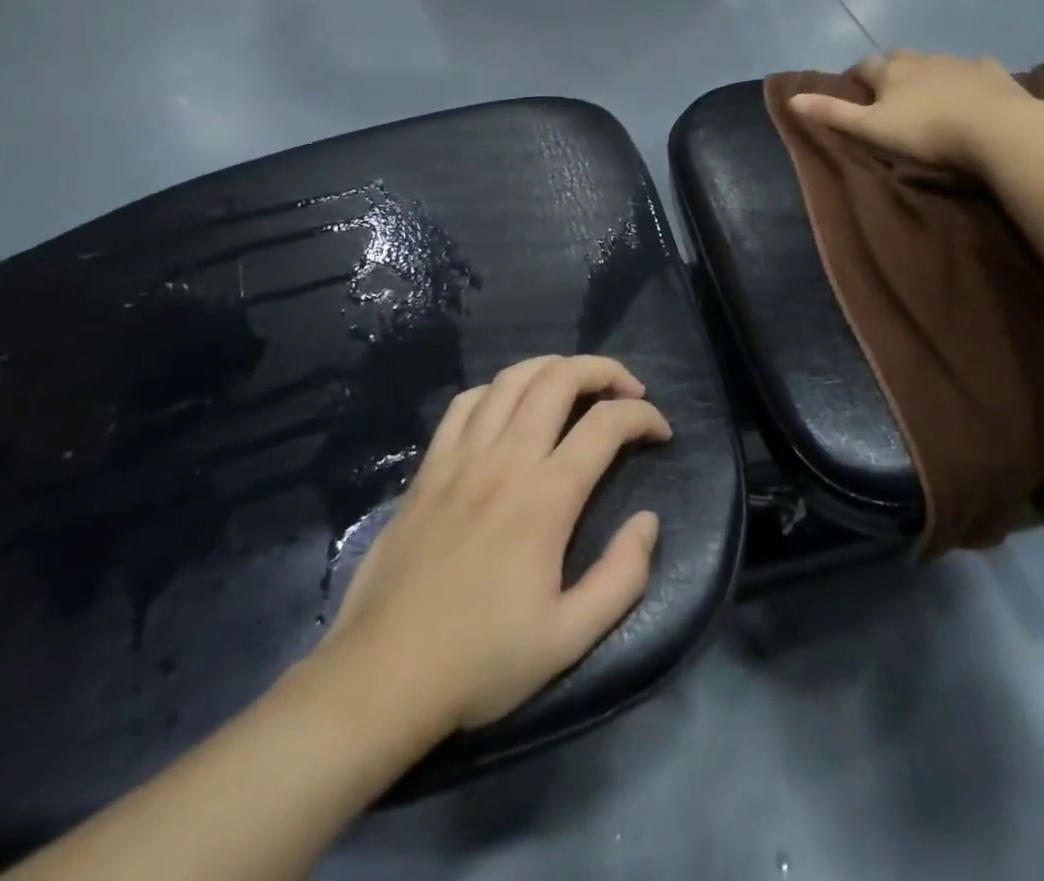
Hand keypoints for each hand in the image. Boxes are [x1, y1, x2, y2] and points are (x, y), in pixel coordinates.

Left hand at [325, 355, 670, 733]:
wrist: (383, 675)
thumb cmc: (481, 661)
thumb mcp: (569, 638)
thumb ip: (622, 576)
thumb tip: (648, 521)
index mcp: (545, 497)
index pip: (607, 424)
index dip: (643, 415)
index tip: (661, 432)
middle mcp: (505, 459)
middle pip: (559, 378)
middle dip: (603, 370)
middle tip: (627, 389)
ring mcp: (461, 457)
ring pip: (511, 379)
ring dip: (553, 367)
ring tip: (576, 384)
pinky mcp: (428, 466)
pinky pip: (465, 403)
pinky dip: (498, 389)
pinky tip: (509, 406)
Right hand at [788, 50, 1041, 169]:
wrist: (998, 130)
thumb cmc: (927, 132)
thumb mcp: (872, 129)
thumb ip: (834, 113)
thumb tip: (792, 98)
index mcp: (890, 71)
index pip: (863, 66)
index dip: (855, 78)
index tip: (854, 94)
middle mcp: (922, 58)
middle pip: (898, 58)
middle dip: (889, 71)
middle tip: (888, 95)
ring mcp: (959, 61)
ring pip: (934, 62)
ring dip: (925, 74)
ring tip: (927, 97)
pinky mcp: (992, 72)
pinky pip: (973, 69)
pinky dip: (965, 77)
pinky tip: (970, 91)